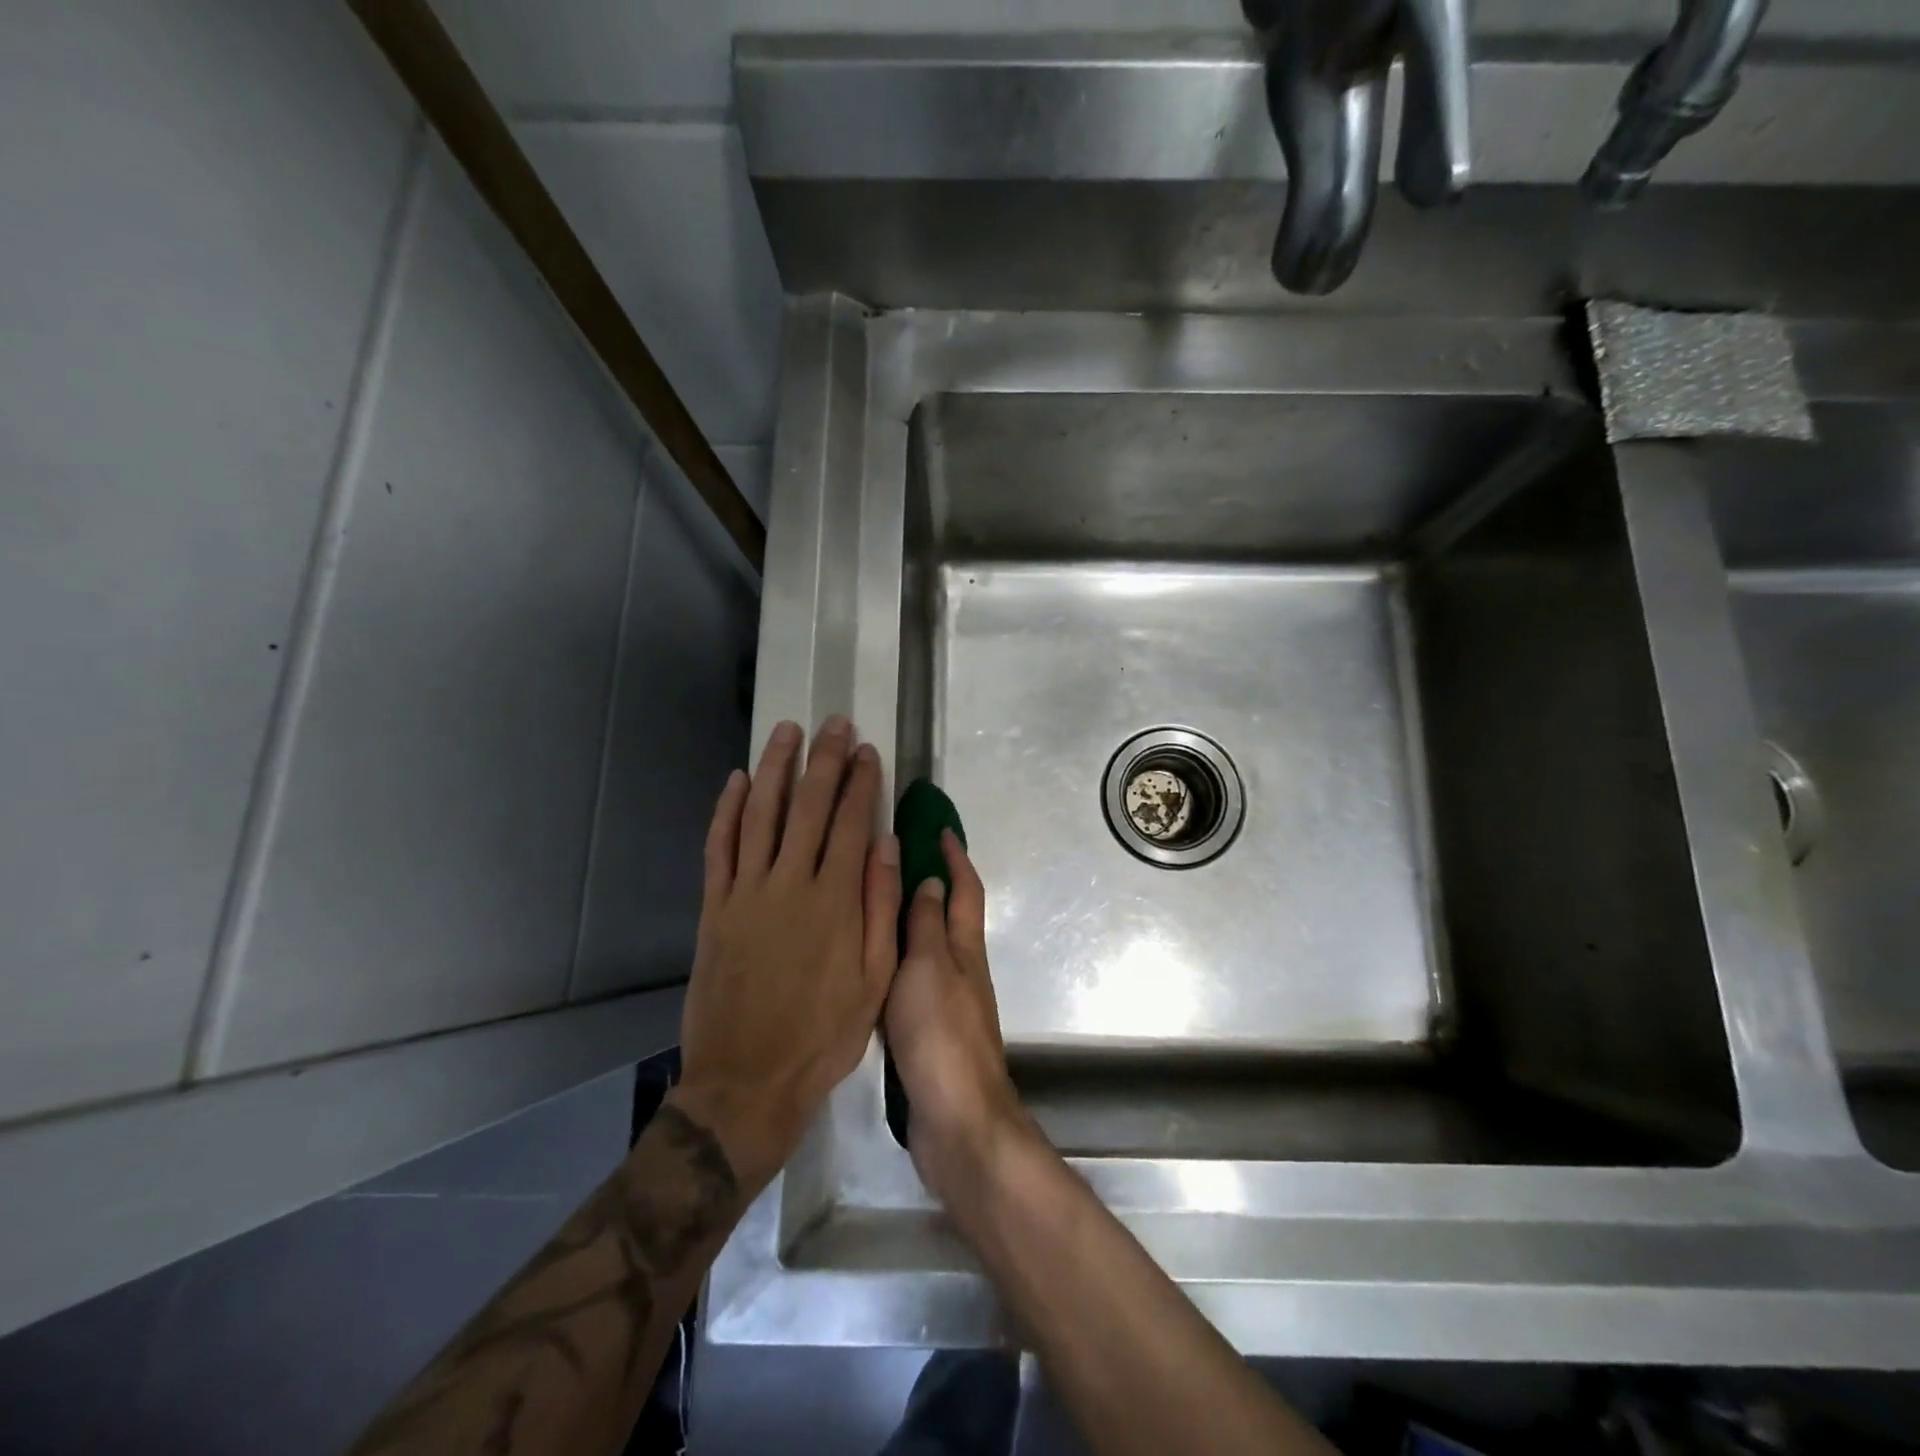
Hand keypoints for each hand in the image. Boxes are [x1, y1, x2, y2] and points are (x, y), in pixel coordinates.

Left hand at [669, 718, 901, 1194]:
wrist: (747, 1080)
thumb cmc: (823, 1034)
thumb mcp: (874, 980)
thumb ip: (882, 908)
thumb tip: (888, 846)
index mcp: (835, 901)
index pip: (852, 823)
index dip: (861, 782)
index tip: (867, 750)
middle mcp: (790, 883)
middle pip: (809, 806)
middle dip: (824, 759)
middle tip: (834, 723)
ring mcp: (746, 892)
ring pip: (760, 813)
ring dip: (774, 768)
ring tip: (787, 731)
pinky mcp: (714, 907)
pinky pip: (719, 846)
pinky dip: (726, 810)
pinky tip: (735, 782)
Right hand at [884, 831, 1031, 1202]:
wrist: (956, 1119)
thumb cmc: (941, 1034)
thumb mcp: (929, 967)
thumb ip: (925, 925)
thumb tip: (929, 880)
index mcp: (963, 948)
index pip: (964, 889)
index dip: (955, 856)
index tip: (940, 827)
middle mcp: (960, 968)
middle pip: (948, 914)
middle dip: (930, 882)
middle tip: (893, 858)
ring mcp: (946, 1001)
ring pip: (928, 946)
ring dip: (910, 919)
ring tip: (871, 903)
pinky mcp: (929, 1031)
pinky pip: (913, 980)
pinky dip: (896, 959)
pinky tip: (869, 963)